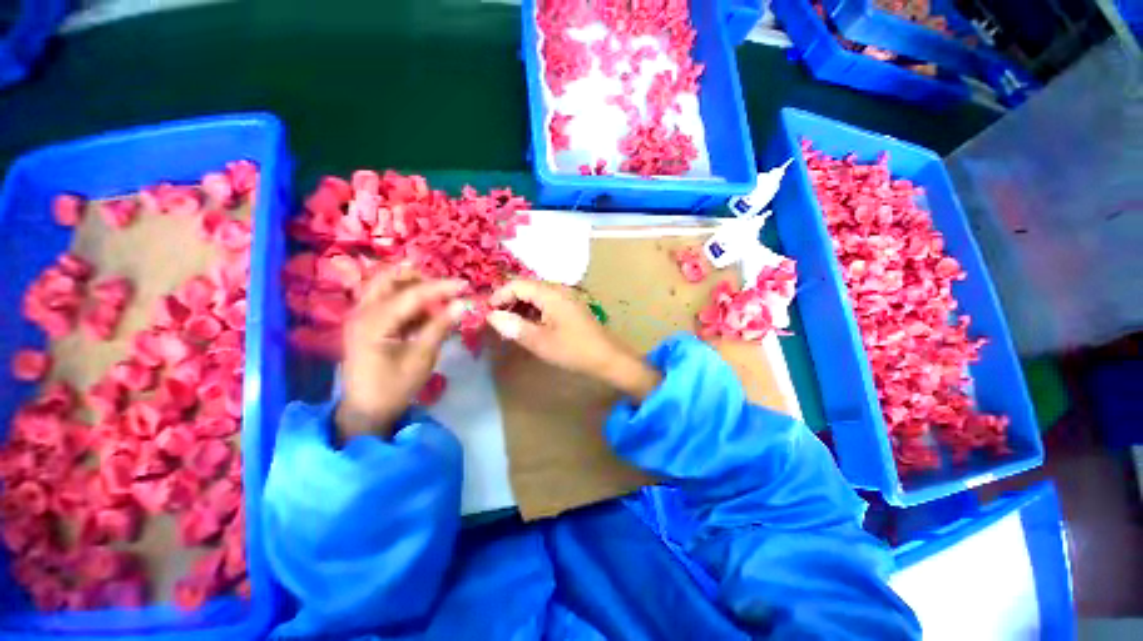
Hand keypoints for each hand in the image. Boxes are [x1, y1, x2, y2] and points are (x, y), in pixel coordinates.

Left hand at [336, 267, 466, 442]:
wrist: (365, 410)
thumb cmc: (394, 387)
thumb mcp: (422, 358)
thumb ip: (440, 327)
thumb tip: (461, 304)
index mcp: (373, 323)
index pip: (411, 295)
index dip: (440, 287)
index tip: (464, 285)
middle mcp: (361, 312)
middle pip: (388, 279)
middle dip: (419, 278)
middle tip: (444, 288)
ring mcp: (359, 316)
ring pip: (384, 286)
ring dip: (411, 286)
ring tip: (437, 298)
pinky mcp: (364, 323)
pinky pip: (384, 300)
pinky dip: (405, 300)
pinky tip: (423, 313)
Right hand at [486, 280, 661, 400]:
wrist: (608, 357)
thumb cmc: (573, 350)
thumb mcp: (540, 341)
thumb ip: (514, 327)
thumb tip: (491, 316)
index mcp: (551, 293)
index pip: (517, 284)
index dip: (499, 296)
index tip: (487, 314)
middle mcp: (558, 289)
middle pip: (526, 287)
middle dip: (509, 301)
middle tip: (497, 321)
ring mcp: (566, 297)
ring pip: (536, 295)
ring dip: (520, 307)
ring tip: (510, 326)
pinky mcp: (570, 307)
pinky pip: (546, 303)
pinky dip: (533, 311)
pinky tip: (529, 326)